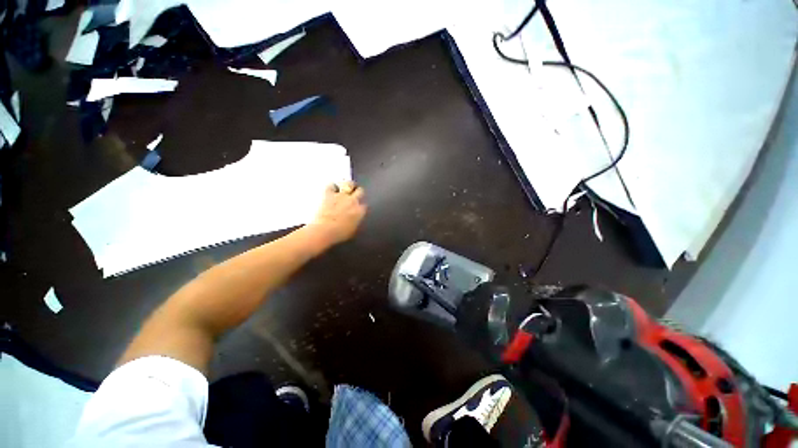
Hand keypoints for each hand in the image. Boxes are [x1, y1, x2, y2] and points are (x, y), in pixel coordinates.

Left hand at [309, 181, 366, 245]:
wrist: (324, 230)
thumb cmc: (339, 234)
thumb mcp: (352, 230)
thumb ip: (356, 221)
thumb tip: (356, 218)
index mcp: (360, 211)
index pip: (365, 204)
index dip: (361, 205)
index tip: (358, 207)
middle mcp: (353, 201)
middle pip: (360, 191)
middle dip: (357, 192)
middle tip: (354, 194)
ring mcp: (341, 196)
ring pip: (348, 184)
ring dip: (348, 185)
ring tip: (346, 187)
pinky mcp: (329, 194)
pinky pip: (332, 185)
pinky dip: (332, 186)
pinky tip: (332, 189)